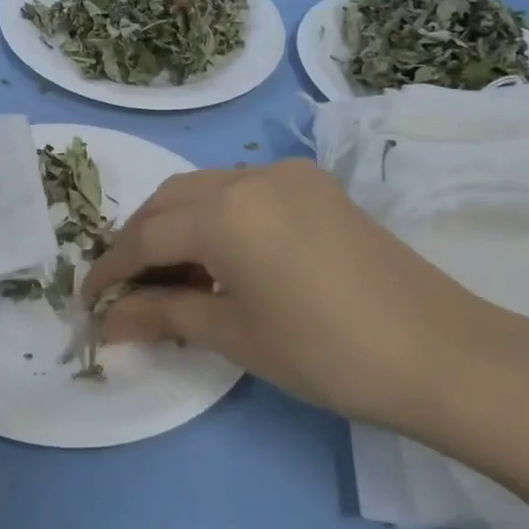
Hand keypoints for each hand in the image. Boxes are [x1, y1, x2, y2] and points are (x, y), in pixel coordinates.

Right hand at [83, 160, 514, 439]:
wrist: (440, 352)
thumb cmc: (325, 351)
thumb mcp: (233, 334)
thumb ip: (163, 315)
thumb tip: (107, 322)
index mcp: (225, 210)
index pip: (146, 236)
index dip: (111, 269)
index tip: (88, 299)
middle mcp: (251, 177)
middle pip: (171, 201)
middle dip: (138, 240)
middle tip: (125, 288)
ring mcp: (289, 176)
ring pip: (207, 189)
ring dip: (176, 225)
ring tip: (167, 275)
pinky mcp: (316, 188)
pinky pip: (244, 192)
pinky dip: (215, 218)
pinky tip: (218, 257)